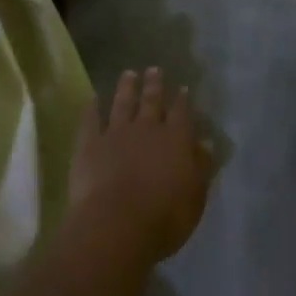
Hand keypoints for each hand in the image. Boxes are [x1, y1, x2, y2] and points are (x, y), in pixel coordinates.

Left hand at [68, 68, 214, 265]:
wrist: (116, 225)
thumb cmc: (164, 218)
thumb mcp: (195, 197)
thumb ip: (201, 167)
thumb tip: (205, 143)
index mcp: (176, 140)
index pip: (182, 113)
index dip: (182, 100)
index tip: (182, 88)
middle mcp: (147, 129)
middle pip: (152, 101)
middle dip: (154, 85)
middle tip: (154, 69)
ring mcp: (116, 133)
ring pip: (122, 103)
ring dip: (126, 88)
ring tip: (128, 73)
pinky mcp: (89, 145)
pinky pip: (91, 121)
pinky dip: (91, 109)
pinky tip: (92, 99)